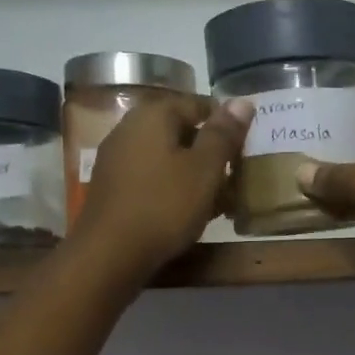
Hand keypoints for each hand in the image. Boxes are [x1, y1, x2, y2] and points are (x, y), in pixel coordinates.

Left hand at [74, 94, 251, 279]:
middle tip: (233, 175)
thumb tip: (243, 100)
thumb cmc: (165, 205)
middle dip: (208, 150)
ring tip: (216, 197)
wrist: (110, 254)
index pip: (198, 104)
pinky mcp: (111, 187)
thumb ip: (224, 133)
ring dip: (192, 171)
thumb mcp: (205, 169)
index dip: (225, 124)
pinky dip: (172, 186)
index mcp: (153, 115)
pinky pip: (151, 176)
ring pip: (165, 155)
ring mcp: (116, 158)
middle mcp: (129, 127)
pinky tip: (186, 210)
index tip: (244, 148)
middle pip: (179, 129)